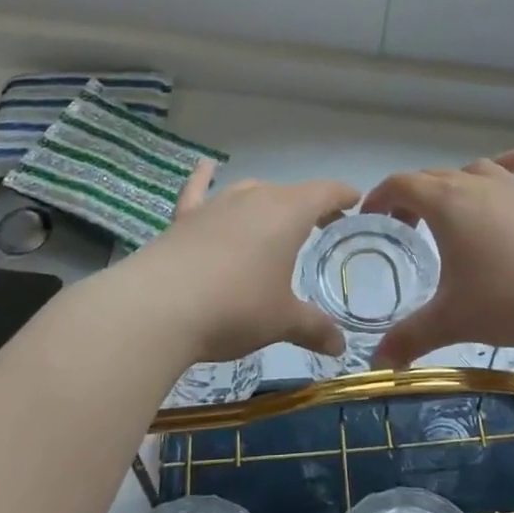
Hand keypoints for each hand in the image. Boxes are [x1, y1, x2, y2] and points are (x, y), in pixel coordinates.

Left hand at [120, 161, 359, 365]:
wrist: (158, 307)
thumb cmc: (235, 308)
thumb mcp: (282, 321)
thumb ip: (314, 328)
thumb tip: (340, 346)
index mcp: (288, 213)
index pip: (325, 192)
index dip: (343, 195)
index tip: (354, 201)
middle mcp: (254, 198)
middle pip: (289, 192)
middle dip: (308, 205)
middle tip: (320, 225)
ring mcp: (216, 205)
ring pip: (249, 191)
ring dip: (266, 201)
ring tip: (274, 217)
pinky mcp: (183, 218)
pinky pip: (198, 190)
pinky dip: (204, 177)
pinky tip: (207, 166)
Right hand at [359, 150, 513, 367]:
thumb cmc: (510, 302)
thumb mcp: (452, 321)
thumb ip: (409, 338)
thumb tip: (379, 364)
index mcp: (447, 204)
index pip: (401, 184)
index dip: (380, 197)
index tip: (371, 218)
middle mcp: (479, 185)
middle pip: (434, 175)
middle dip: (412, 195)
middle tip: (406, 227)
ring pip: (477, 169)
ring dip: (457, 183)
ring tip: (452, 210)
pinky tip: (508, 172)